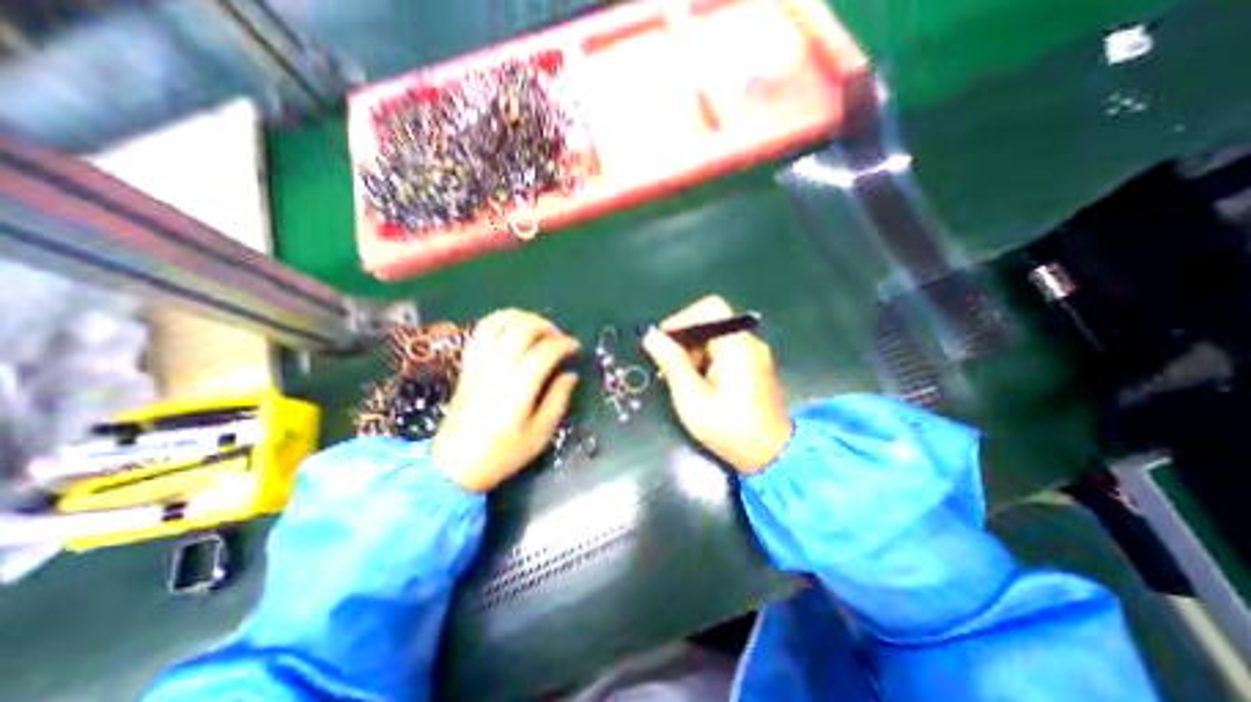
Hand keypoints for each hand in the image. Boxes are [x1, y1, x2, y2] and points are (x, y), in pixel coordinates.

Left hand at [434, 311, 579, 490]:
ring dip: (524, 318)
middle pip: (524, 327)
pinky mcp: (468, 364)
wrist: (453, 466)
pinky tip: (512, 329)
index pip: (546, 350)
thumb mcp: (539, 435)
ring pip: (501, 322)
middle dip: (547, 326)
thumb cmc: (501, 454)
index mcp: (519, 386)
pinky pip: (482, 331)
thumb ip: (557, 400)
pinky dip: (500, 321)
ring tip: (538, 329)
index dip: (565, 344)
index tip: (576, 348)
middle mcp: (498, 367)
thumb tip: (571, 375)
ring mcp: (479, 363)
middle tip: (560, 338)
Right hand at [643, 292, 789, 473]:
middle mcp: (749, 343)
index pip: (709, 309)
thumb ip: (671, 362)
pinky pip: (725, 349)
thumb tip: (650, 335)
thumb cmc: (728, 428)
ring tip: (685, 380)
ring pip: (716, 336)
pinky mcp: (755, 364)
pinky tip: (700, 383)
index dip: (682, 319)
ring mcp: (755, 353)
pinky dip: (707, 359)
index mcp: (737, 346)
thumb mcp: (691, 397)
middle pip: (711, 322)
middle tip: (671, 368)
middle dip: (686, 340)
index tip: (663, 343)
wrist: (771, 456)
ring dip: (695, 351)